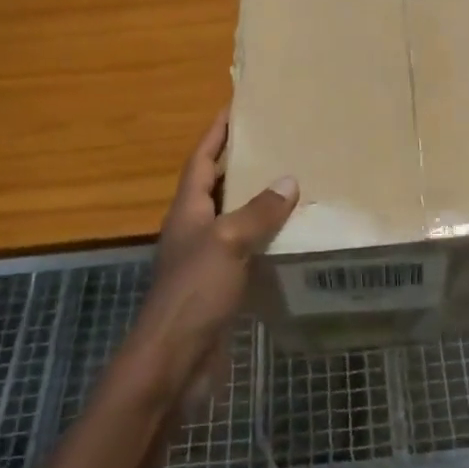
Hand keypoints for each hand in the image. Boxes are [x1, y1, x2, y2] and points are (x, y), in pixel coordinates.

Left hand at [128, 110, 297, 409]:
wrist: (175, 361)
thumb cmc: (195, 292)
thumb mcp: (228, 243)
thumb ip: (258, 211)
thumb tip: (288, 180)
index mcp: (187, 211)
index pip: (201, 159)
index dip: (217, 132)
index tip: (237, 106)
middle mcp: (194, 229)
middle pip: (216, 186)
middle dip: (241, 162)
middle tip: (276, 141)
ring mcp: (206, 260)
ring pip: (234, 219)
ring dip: (257, 201)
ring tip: (292, 182)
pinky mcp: (220, 287)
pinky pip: (246, 251)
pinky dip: (265, 239)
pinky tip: (291, 236)